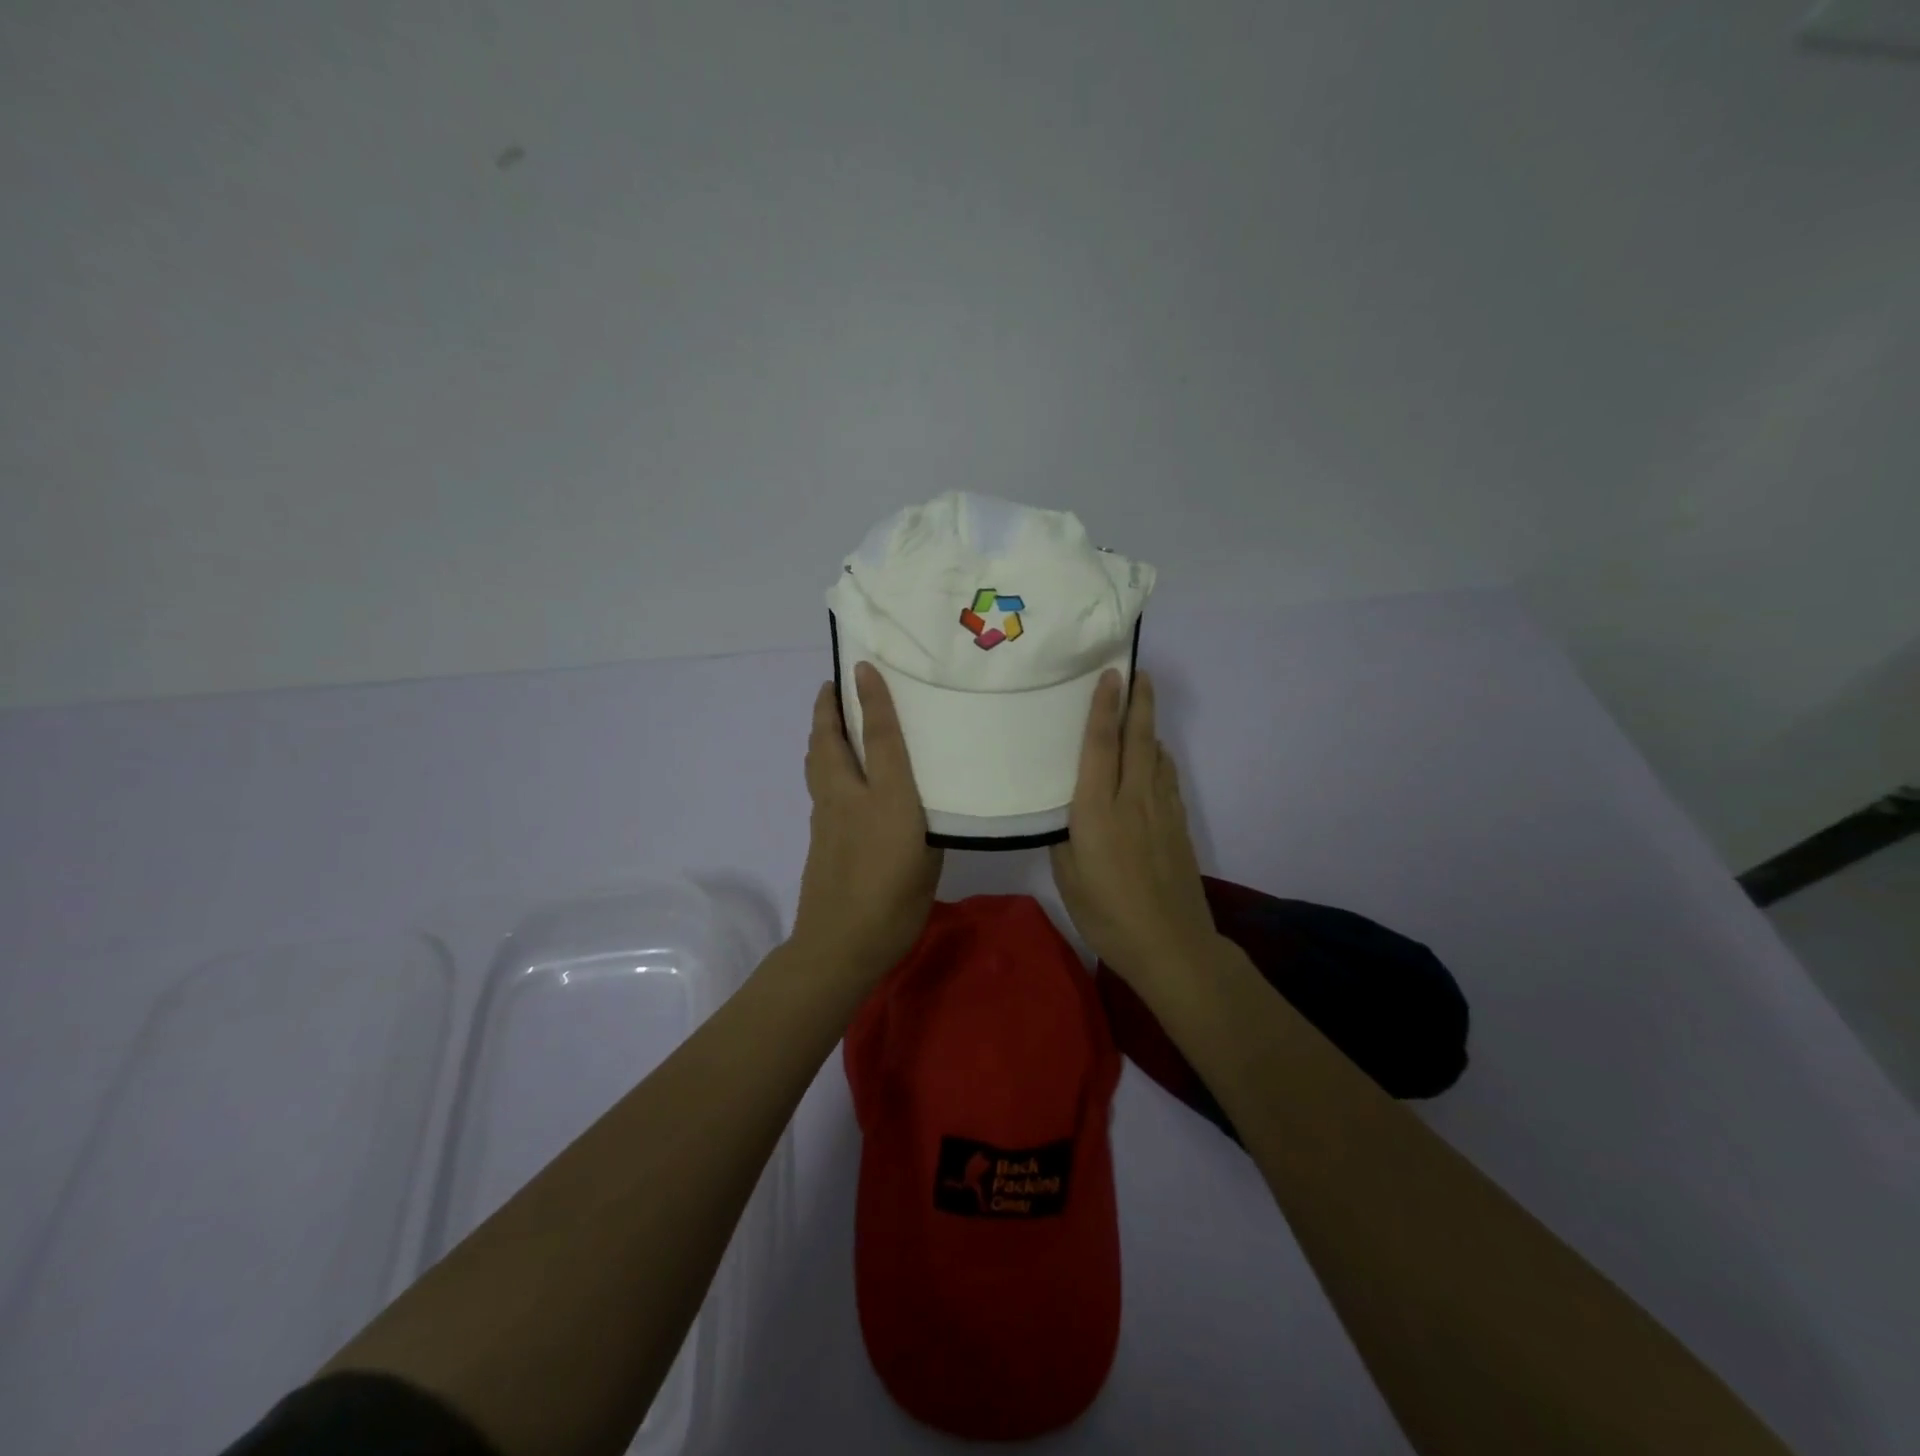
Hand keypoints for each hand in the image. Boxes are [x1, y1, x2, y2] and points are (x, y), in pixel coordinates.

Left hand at [792, 662, 943, 982]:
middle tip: (832, 686)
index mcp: (887, 802)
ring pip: (817, 762)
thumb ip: (928, 828)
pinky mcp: (816, 834)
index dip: (875, 701)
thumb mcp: (929, 862)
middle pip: (831, 742)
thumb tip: (921, 808)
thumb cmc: (895, 905)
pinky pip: (818, 784)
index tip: (864, 668)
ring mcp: (827, 817)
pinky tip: (835, 771)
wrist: (839, 946)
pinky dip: (822, 763)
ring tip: (829, 719)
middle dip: (827, 710)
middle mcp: (851, 799)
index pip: (880, 740)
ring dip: (820, 734)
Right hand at [1050, 670, 1218, 991]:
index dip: (1104, 707)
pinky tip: (1155, 757)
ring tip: (1143, 706)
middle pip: (1138, 738)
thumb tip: (1066, 812)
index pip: (1101, 746)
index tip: (1110, 675)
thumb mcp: (1069, 877)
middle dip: (1139, 702)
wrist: (1171, 945)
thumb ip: (1064, 837)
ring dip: (1150, 726)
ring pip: (1156, 755)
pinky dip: (1160, 757)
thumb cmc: (1108, 914)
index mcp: (1098, 810)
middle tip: (1140, 672)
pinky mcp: (1179, 825)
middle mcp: (1133, 799)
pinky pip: (1167, 778)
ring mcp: (1162, 811)